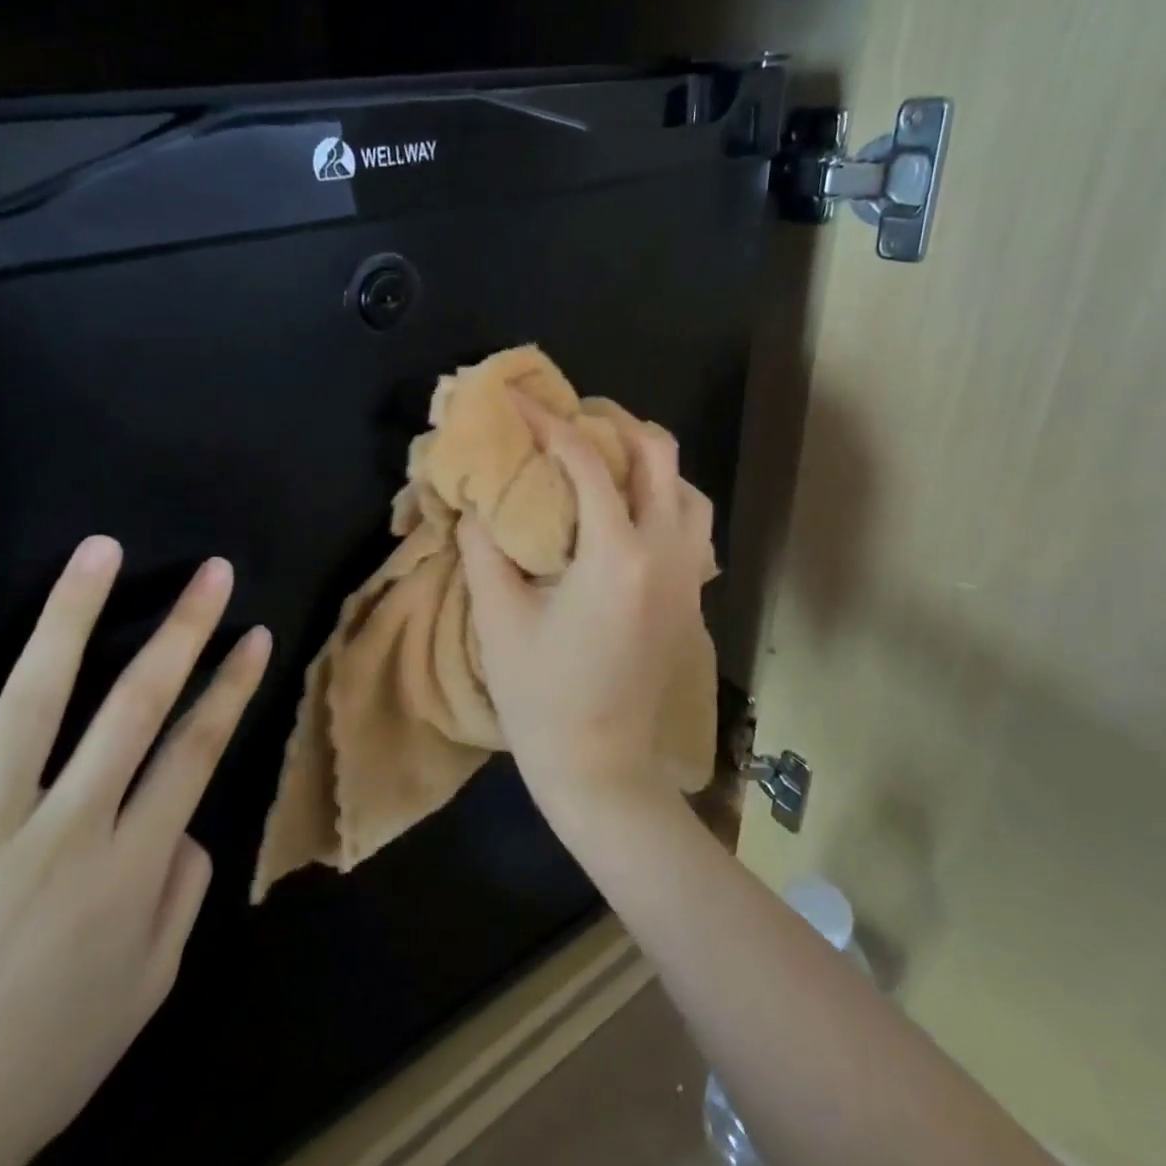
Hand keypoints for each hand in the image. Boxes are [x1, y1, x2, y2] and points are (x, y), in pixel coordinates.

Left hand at [0, 539, 269, 1165]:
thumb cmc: (52, 1056)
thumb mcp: (151, 981)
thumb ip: (182, 888)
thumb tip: (187, 819)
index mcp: (132, 866)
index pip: (199, 749)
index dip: (232, 686)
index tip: (256, 632)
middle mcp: (66, 830)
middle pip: (135, 707)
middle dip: (181, 631)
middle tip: (211, 571)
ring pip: (30, 704)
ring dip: (68, 620)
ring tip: (96, 552)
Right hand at [457, 393, 713, 817]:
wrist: (600, 766)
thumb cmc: (541, 697)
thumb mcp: (498, 617)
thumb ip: (483, 545)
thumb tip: (475, 498)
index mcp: (616, 554)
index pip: (586, 461)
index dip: (548, 422)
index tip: (519, 399)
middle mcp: (665, 551)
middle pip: (658, 453)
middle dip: (613, 422)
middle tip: (569, 418)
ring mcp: (687, 574)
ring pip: (685, 486)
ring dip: (646, 459)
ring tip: (602, 458)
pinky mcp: (690, 596)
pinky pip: (690, 522)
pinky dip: (663, 495)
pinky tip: (626, 511)